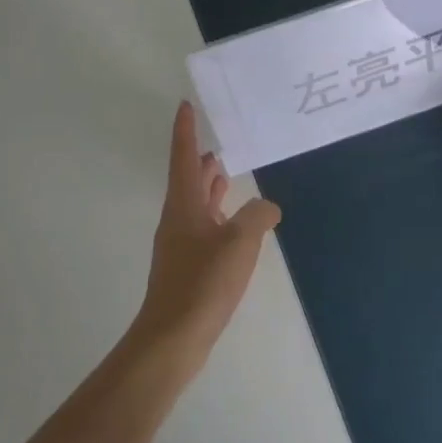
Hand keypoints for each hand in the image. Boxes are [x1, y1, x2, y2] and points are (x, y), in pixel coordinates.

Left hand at [132, 102, 281, 370]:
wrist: (173, 336)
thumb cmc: (203, 282)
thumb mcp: (240, 242)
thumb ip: (257, 216)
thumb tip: (268, 207)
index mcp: (184, 205)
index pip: (184, 158)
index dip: (185, 131)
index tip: (185, 106)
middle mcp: (178, 219)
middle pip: (189, 180)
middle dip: (201, 161)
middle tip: (219, 143)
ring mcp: (181, 244)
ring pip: (196, 205)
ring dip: (210, 188)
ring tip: (228, 175)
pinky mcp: (188, 267)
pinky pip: (204, 228)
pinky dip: (218, 216)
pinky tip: (235, 226)